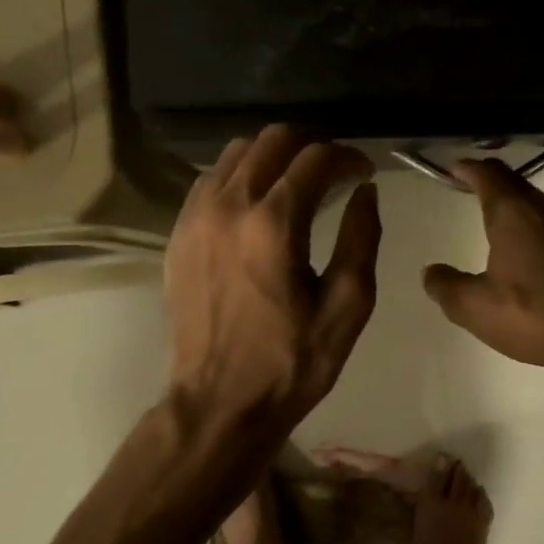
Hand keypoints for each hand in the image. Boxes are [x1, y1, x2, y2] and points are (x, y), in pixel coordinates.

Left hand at [165, 125, 381, 435]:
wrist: (218, 404)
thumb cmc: (292, 362)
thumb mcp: (347, 306)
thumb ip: (361, 238)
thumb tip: (365, 192)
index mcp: (274, 224)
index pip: (315, 157)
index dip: (348, 157)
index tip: (365, 172)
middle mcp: (229, 206)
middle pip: (272, 139)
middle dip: (311, 146)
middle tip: (334, 173)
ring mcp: (195, 217)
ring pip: (236, 152)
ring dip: (274, 157)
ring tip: (297, 184)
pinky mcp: (177, 234)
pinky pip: (211, 179)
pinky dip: (240, 176)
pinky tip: (258, 204)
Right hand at [423, 159, 543, 397]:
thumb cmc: (533, 319)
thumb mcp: (474, 309)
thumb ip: (447, 286)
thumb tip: (430, 272)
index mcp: (515, 216)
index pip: (489, 176)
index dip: (470, 169)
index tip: (457, 169)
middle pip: (520, 187)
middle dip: (497, 186)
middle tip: (479, 194)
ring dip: (528, 212)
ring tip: (514, 230)